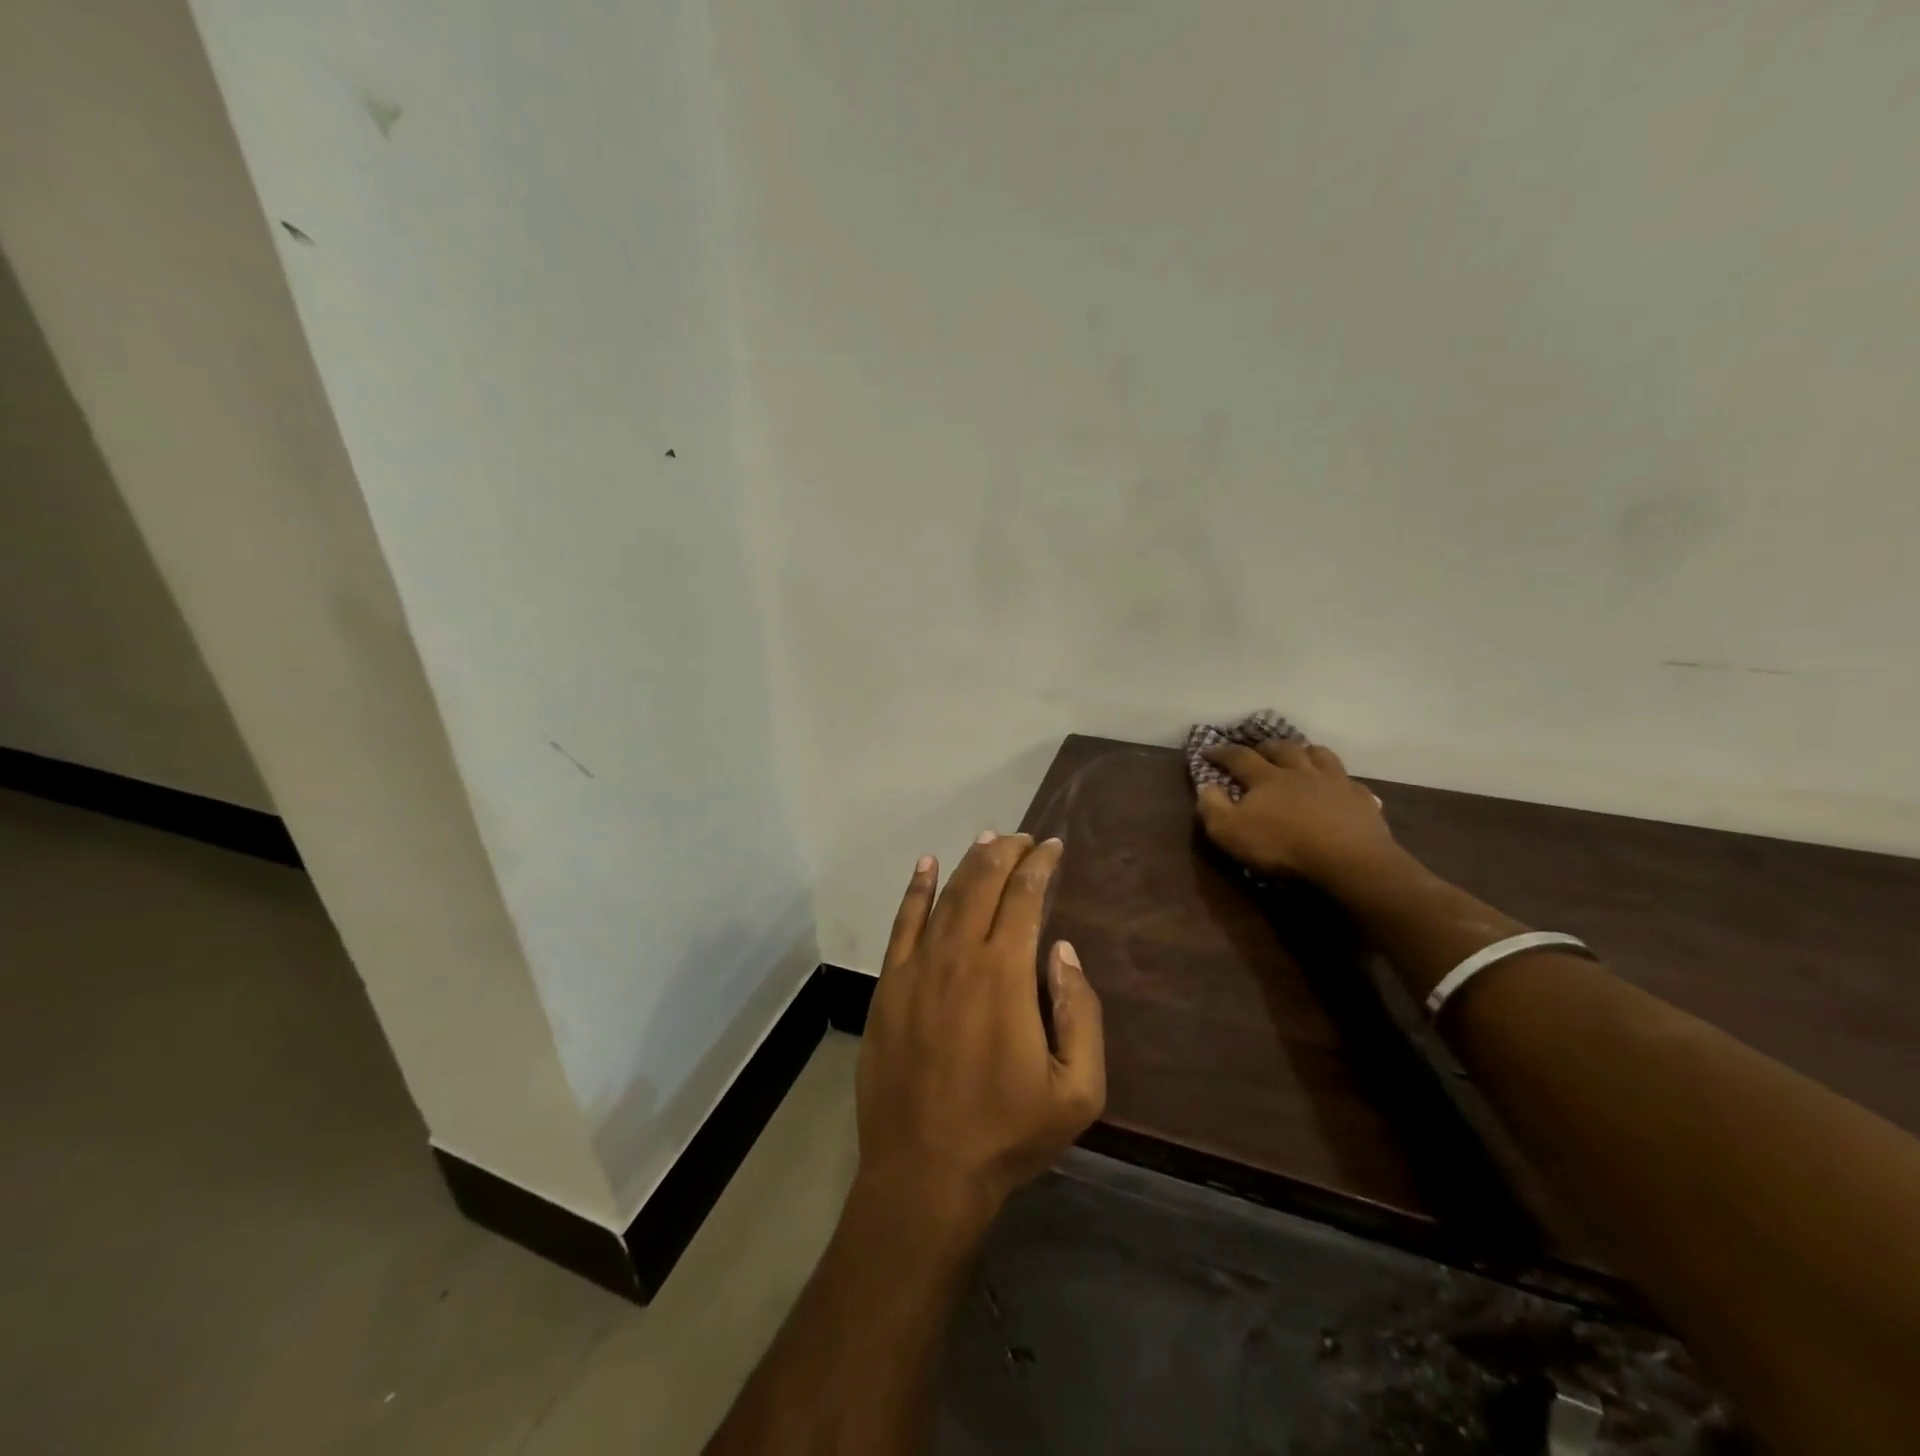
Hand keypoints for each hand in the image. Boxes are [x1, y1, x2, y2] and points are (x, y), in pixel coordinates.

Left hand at [855, 833, 1105, 1236]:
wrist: (924, 1173)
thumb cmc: (1006, 1134)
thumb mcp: (1077, 1091)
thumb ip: (1080, 1012)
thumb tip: (1063, 951)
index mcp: (1005, 975)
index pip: (1025, 898)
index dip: (1040, 866)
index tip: (1053, 846)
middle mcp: (959, 956)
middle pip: (984, 884)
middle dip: (1007, 853)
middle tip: (1025, 839)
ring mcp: (917, 968)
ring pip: (946, 895)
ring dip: (969, 862)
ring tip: (989, 839)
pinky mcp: (889, 985)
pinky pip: (903, 923)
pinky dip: (916, 889)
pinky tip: (926, 865)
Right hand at [1197, 739, 1397, 884]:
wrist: (1348, 860)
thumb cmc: (1282, 846)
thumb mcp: (1230, 832)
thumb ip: (1213, 807)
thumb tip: (1207, 786)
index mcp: (1266, 778)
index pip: (1239, 757)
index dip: (1221, 752)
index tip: (1208, 750)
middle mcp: (1299, 772)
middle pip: (1282, 749)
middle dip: (1266, 746)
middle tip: (1259, 749)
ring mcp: (1334, 782)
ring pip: (1320, 755)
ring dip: (1306, 751)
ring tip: (1302, 754)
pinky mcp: (1360, 799)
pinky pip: (1350, 781)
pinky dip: (1340, 780)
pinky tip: (1339, 786)